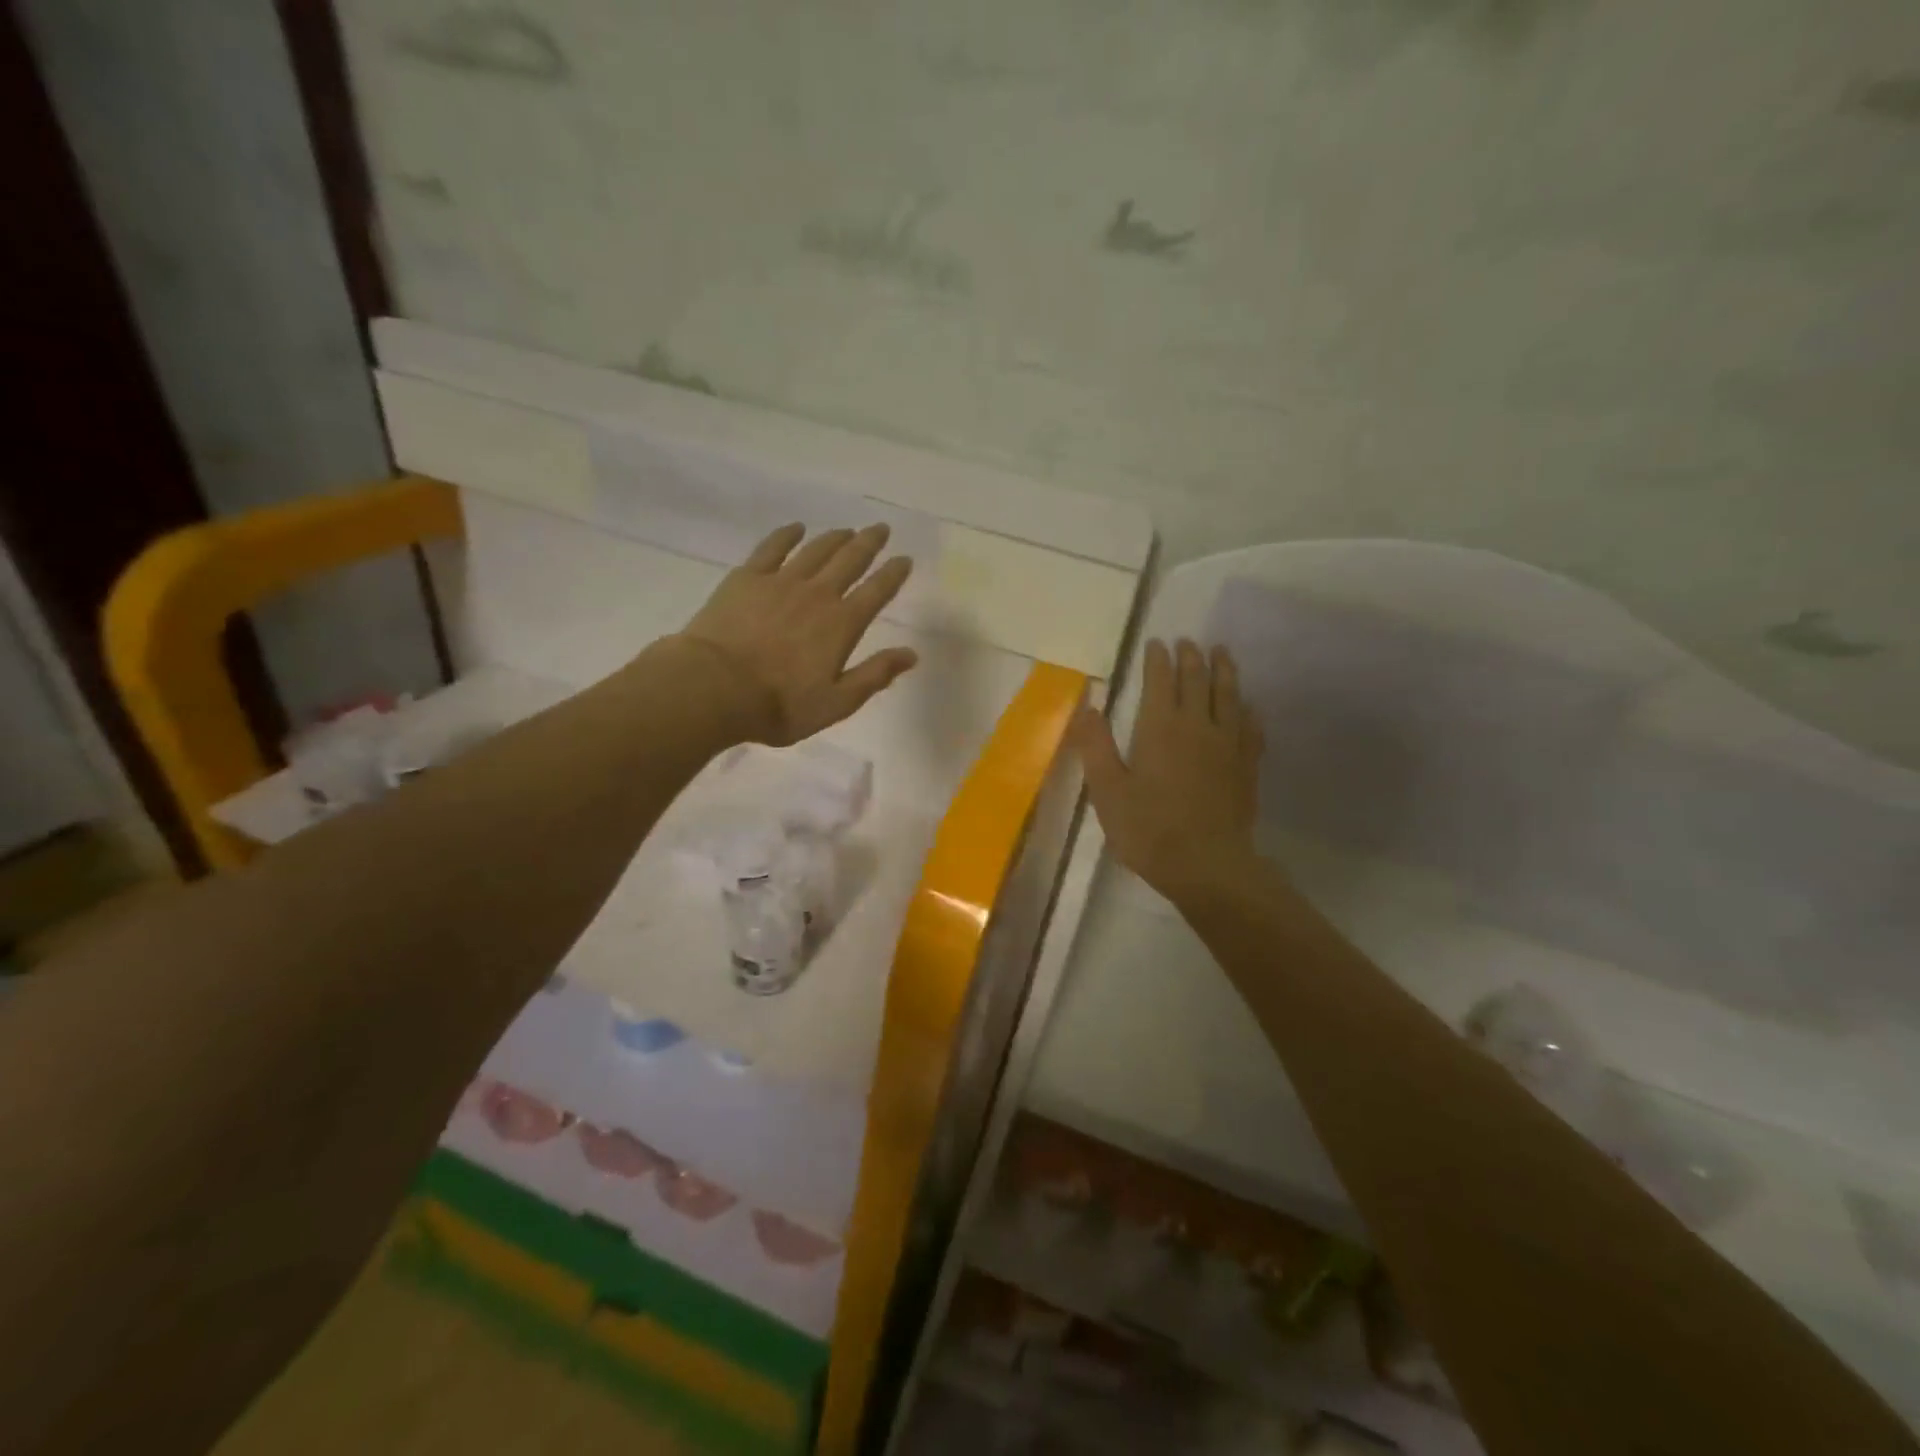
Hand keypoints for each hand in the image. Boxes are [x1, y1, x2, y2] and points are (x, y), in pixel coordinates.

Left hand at [676, 523, 917, 744]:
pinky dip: (787, 535)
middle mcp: (817, 594)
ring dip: (835, 538)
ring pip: (815, 550)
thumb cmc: (780, 704)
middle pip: (849, 560)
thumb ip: (875, 675)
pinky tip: (796, 528)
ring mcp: (780, 582)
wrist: (715, 687)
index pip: (876, 592)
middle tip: (881, 528)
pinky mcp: (747, 578)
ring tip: (847, 530)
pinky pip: (772, 548)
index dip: (893, 574)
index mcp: (842, 624)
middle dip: (868, 543)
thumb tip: (911, 654)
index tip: (905, 559)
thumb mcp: (837, 702)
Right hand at [1071, 638, 1264, 908]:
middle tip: (1188, 641)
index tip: (1156, 642)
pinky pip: (1251, 727)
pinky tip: (1248, 706)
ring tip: (1222, 653)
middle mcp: (1198, 726)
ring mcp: (1228, 745)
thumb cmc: (1148, 829)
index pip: (1160, 681)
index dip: (1157, 659)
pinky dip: (1247, 710)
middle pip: (1197, 680)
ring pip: (1229, 696)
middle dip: (1191, 657)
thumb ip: (1095, 746)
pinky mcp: (1247, 766)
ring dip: (1225, 670)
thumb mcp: (1107, 790)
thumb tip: (1087, 707)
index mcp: (1160, 727)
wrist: (1206, 865)